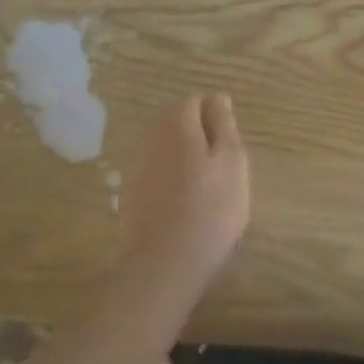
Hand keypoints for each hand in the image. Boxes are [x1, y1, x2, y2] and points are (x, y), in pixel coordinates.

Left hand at [118, 94, 250, 298]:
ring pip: (167, 148)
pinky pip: (157, 172)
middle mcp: (151, 138)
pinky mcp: (131, 194)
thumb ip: (224, 124)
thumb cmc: (209, 209)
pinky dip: (173, 179)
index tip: (232, 145)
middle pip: (178, 122)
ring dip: (186, 158)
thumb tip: (217, 97)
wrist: (162, 266)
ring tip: (209, 187)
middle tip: (224, 167)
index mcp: (177, 124)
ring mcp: (137, 167)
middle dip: (200, 135)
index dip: (216, 117)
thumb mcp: (232, 161)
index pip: (196, 101)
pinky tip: (187, 204)